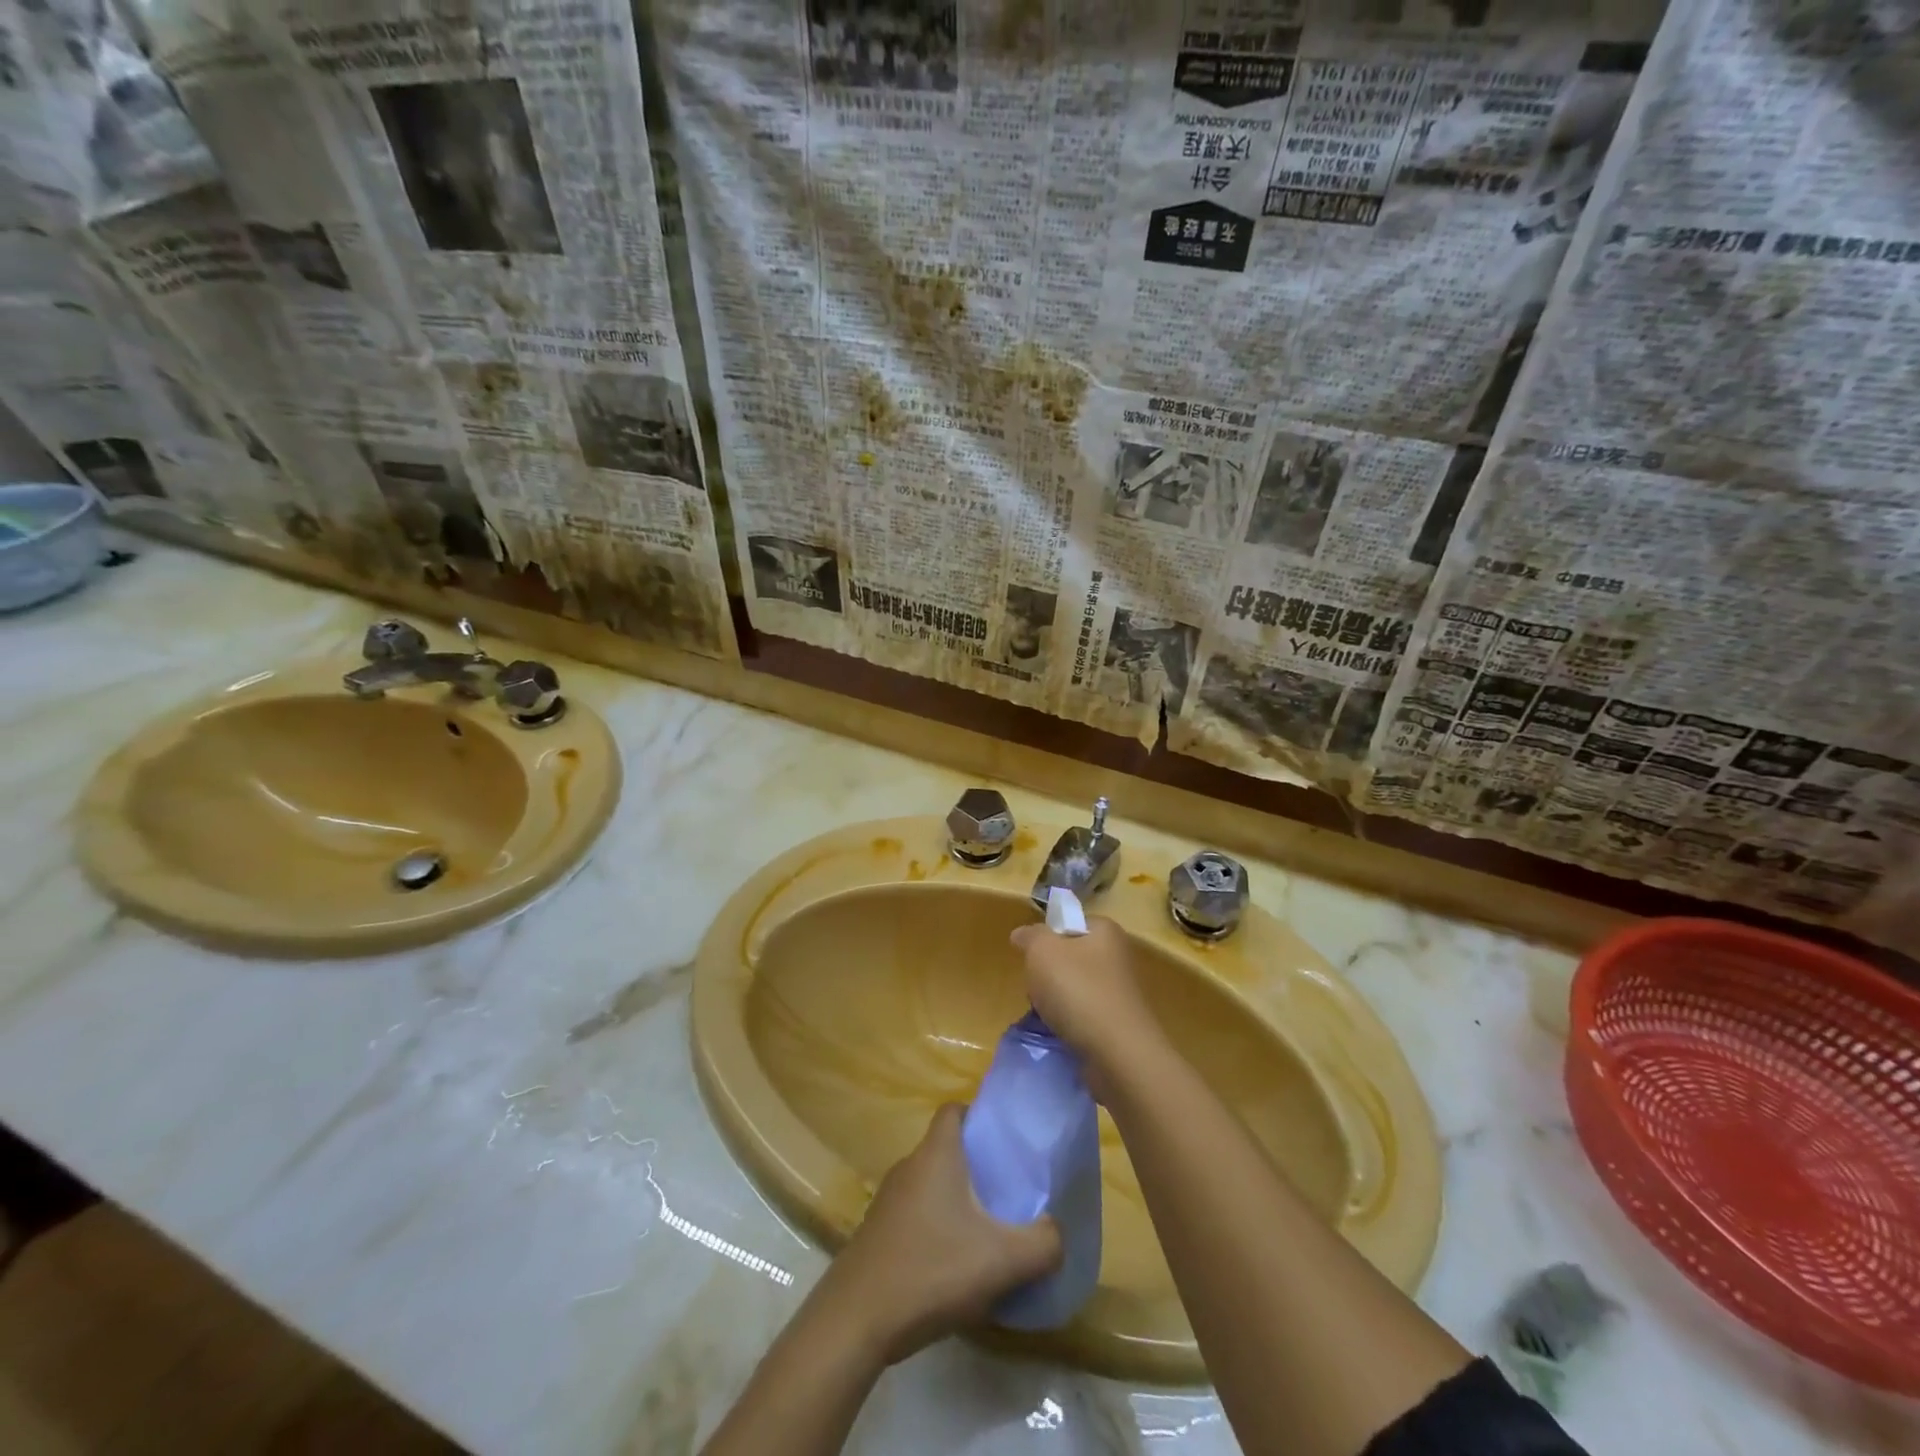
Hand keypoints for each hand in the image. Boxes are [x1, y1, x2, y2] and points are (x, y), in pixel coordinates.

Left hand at [823, 1105, 1060, 1364]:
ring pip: (930, 1184)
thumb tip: (1056, 1232)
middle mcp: (909, 1166)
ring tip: (985, 1231)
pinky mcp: (877, 1232)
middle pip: (946, 1149)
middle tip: (1007, 1191)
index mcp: (936, 1154)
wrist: (857, 1319)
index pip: (955, 1110)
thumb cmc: (931, 1269)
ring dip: (955, 1201)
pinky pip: (914, 1214)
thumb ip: (1043, 1243)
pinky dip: (935, 1227)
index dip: (979, 1117)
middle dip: (975, 1165)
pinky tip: (952, 1265)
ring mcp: (888, 1200)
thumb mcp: (1003, 1260)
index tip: (1005, 1141)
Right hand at [1009, 916, 1161, 1086]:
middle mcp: (1117, 957)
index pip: (1069, 923)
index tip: (1033, 957)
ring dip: (1055, 1001)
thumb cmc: (1078, 990)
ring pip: (1073, 988)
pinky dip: (1069, 1023)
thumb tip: (1021, 934)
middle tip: (1037, 988)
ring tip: (1046, 1015)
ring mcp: (1119, 992)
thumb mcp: (1042, 951)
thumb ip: (1030, 936)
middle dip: (1047, 973)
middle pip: (1068, 957)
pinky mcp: (1118, 1024)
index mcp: (1105, 931)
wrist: (1117, 1053)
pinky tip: (1060, 1033)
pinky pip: (1083, 1015)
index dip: (1046, 937)